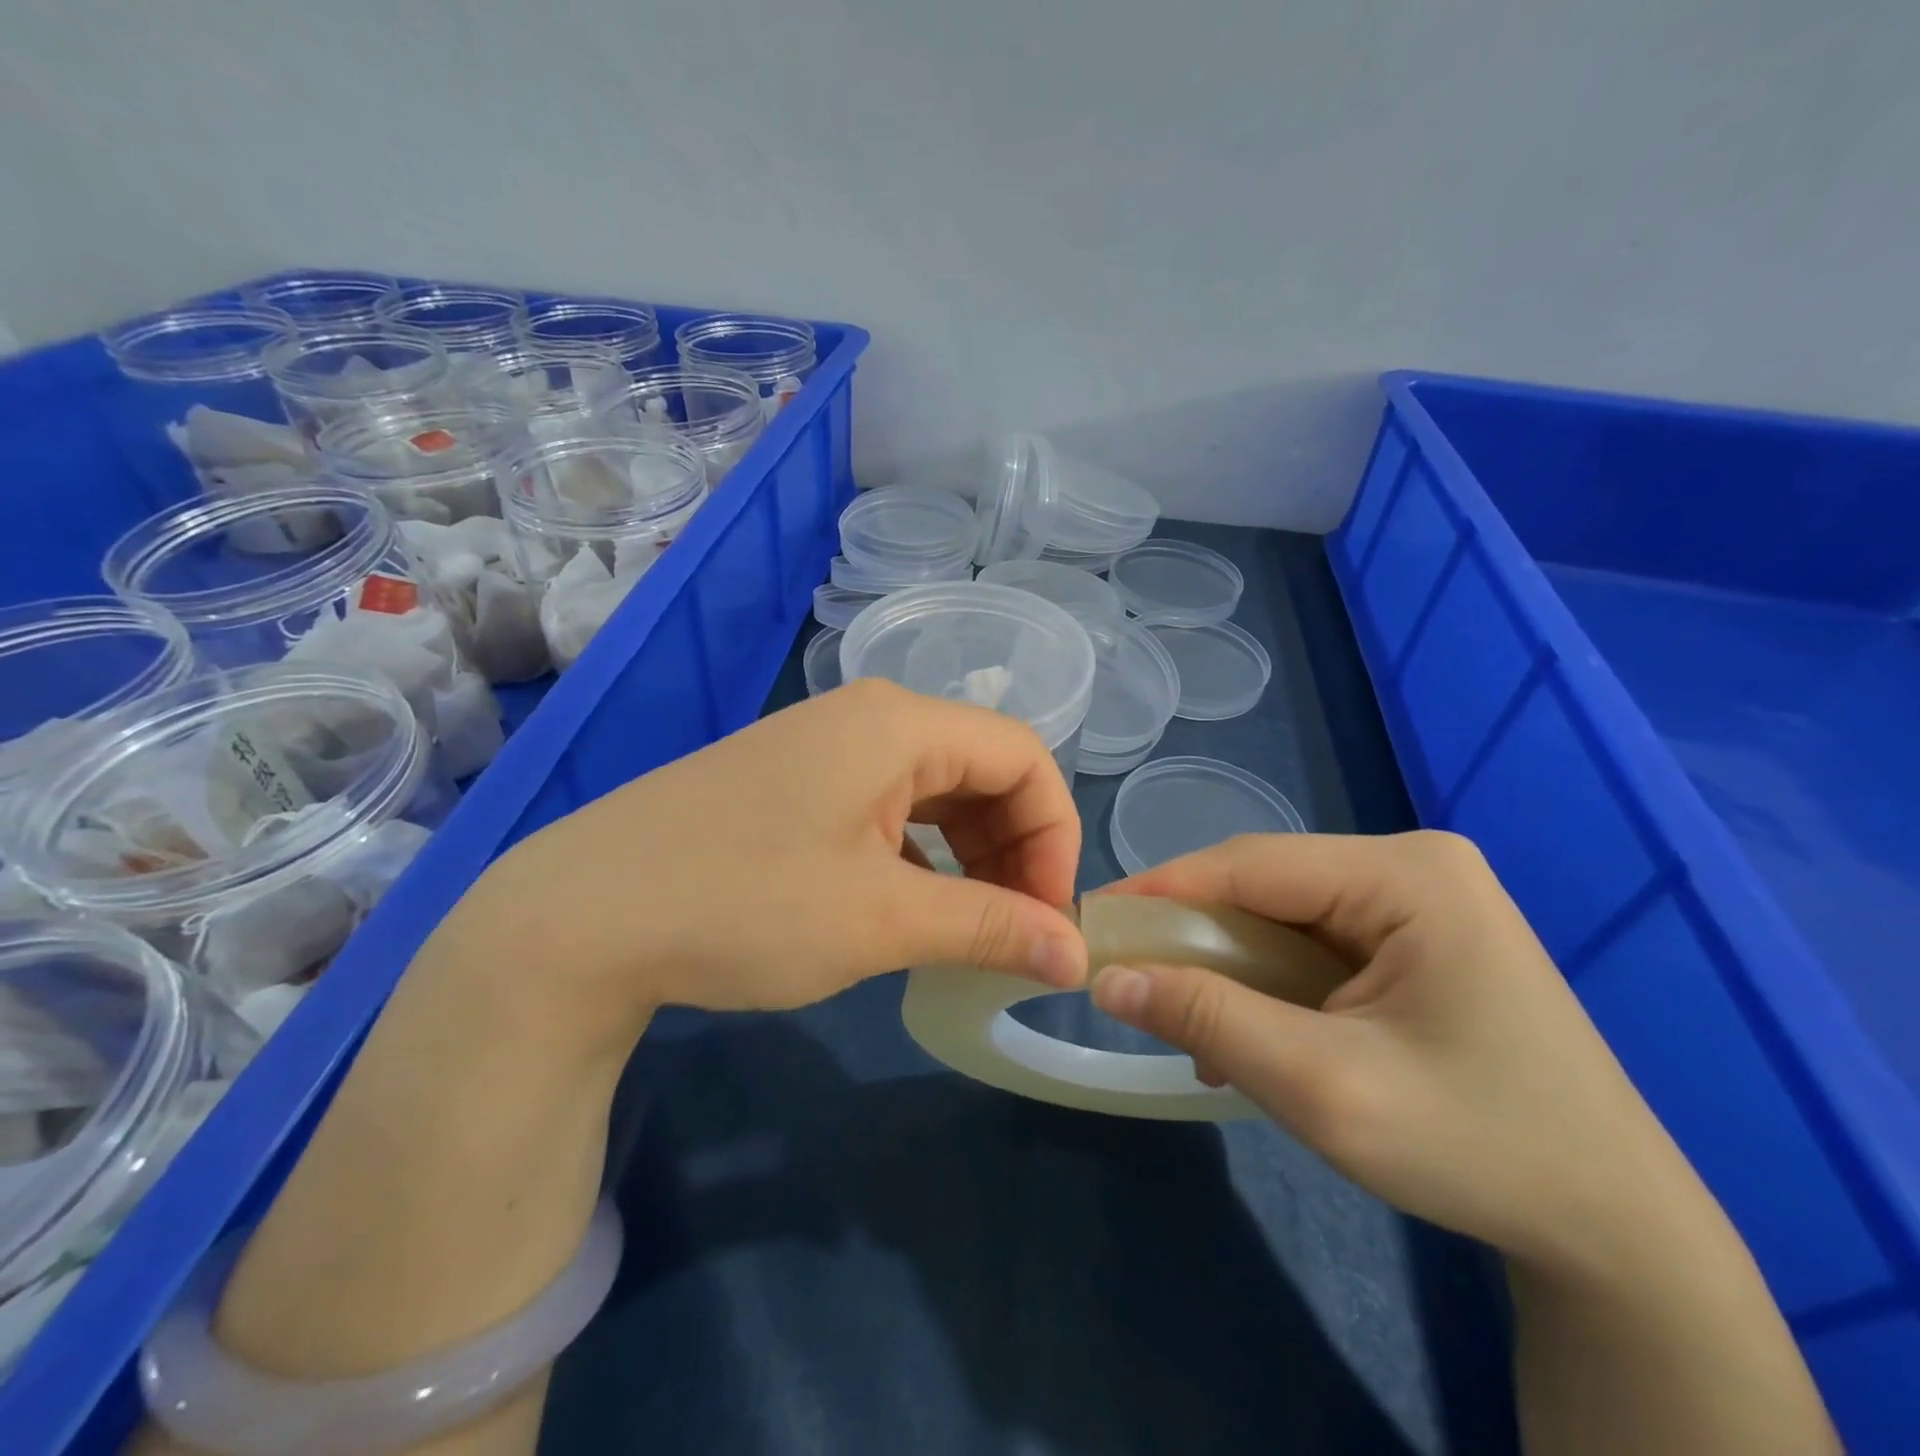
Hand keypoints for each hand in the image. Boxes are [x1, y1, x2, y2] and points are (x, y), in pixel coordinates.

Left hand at [427, 679, 1087, 1053]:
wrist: (577, 919)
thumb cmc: (743, 904)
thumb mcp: (880, 921)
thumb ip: (989, 928)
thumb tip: (1075, 953)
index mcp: (899, 724)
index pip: (1023, 756)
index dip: (1055, 834)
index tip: (1048, 915)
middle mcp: (868, 719)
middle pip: (981, 770)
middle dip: (1013, 850)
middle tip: (1011, 933)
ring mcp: (825, 748)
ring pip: (935, 792)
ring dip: (967, 858)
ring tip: (964, 931)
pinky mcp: (794, 784)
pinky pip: (887, 808)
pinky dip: (918, 857)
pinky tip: (905, 910)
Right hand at [1089, 831, 1681, 1272]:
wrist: (1617, 1230)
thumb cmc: (1479, 1148)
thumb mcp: (1324, 1088)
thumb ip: (1209, 1020)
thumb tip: (1108, 978)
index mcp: (1407, 875)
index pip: (1250, 863)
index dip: (1162, 889)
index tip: (1091, 921)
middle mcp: (1413, 866)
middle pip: (1265, 885)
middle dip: (1195, 935)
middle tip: (1129, 977)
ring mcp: (1421, 900)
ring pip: (1283, 914)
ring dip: (1229, 966)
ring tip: (1187, 1020)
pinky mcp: (1419, 937)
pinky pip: (1315, 941)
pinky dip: (1269, 981)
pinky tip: (1251, 1035)